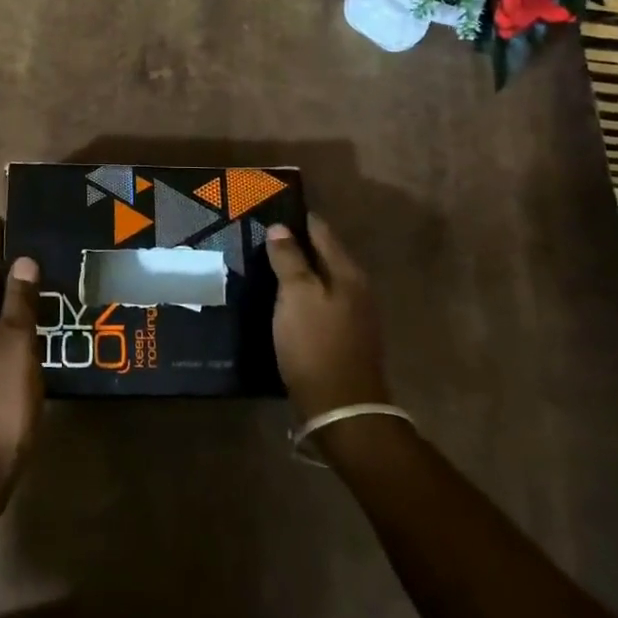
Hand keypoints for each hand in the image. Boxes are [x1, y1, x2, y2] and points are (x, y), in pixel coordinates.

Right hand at [267, 215, 390, 420]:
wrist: (341, 409)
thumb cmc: (316, 344)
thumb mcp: (296, 296)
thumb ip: (289, 259)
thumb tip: (280, 227)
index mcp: (347, 273)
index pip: (321, 231)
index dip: (297, 219)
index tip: (271, 209)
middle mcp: (355, 289)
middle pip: (323, 255)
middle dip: (295, 244)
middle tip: (261, 236)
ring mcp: (353, 315)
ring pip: (321, 281)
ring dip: (297, 271)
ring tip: (265, 265)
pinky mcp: (343, 338)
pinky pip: (319, 303)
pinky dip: (301, 295)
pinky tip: (280, 300)